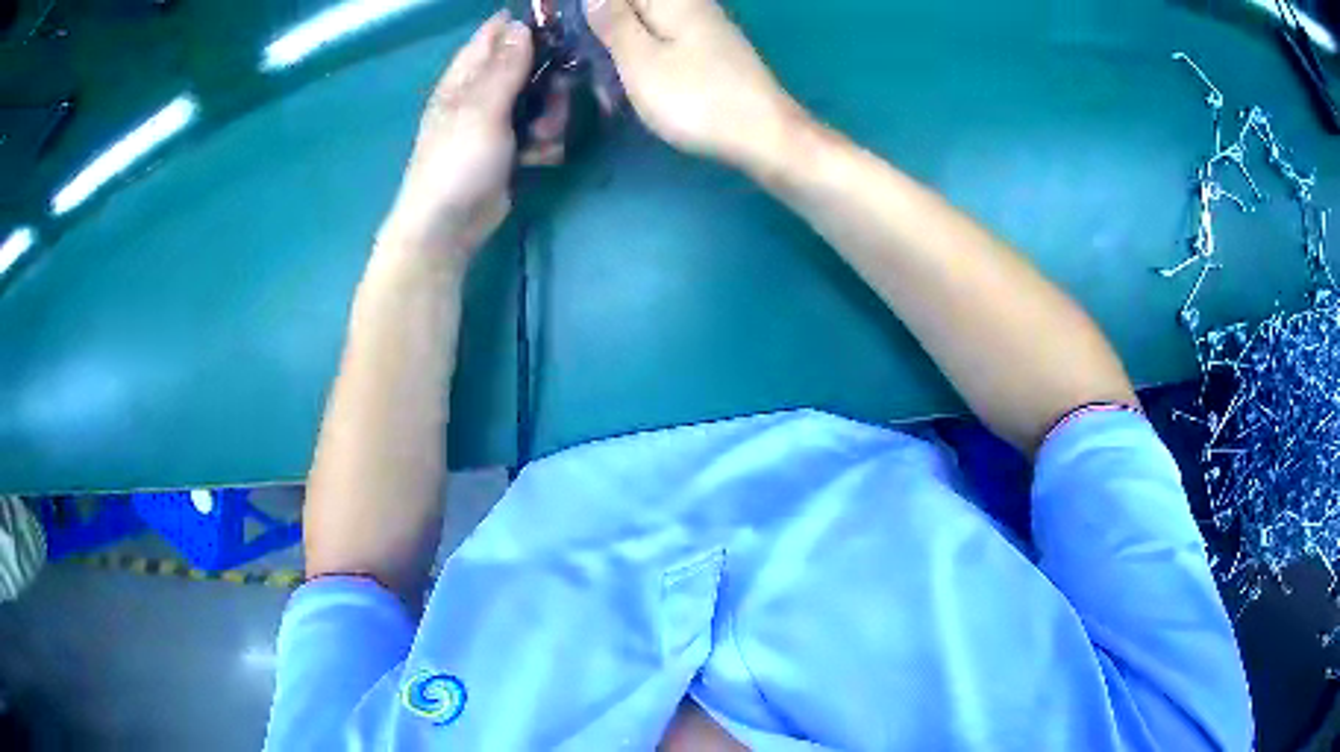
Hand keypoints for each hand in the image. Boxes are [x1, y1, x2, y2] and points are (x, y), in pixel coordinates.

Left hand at [382, 12, 568, 267]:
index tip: (560, 32)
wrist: (449, 228)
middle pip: (530, 67)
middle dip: (550, 81)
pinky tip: (539, 158)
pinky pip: (541, 132)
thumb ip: (504, 66)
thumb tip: (519, 24)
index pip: (494, 35)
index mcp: (465, 77)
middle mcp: (482, 94)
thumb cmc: (457, 163)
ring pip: (542, 100)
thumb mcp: (481, 109)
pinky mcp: (512, 150)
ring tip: (543, 138)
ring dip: (552, 117)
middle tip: (554, 99)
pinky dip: (545, 143)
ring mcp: (498, 123)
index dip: (525, 27)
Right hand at [586, 0, 805, 169]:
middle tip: (578, 58)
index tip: (568, 30)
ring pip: (647, 26)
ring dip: (620, 46)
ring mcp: (705, 28)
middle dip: (601, 28)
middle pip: (633, 7)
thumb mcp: (640, 60)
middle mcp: (691, 5)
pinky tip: (631, 81)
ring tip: (600, 79)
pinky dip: (643, 58)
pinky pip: (666, 43)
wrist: (764, 135)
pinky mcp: (712, 52)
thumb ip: (613, 23)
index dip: (587, 7)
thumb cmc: (695, 98)